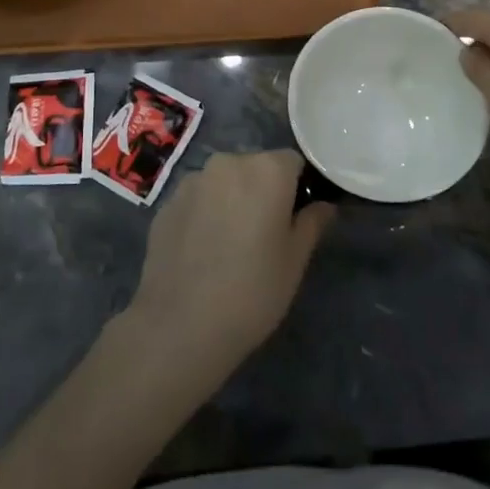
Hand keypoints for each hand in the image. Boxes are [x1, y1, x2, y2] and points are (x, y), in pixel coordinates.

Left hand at [124, 151, 333, 377]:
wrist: (179, 326)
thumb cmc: (252, 291)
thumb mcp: (295, 261)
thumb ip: (312, 223)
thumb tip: (323, 205)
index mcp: (267, 170)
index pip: (293, 162)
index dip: (299, 187)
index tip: (297, 217)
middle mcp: (228, 163)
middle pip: (255, 168)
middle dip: (263, 191)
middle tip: (265, 235)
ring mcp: (192, 181)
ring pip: (223, 183)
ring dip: (231, 201)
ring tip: (230, 246)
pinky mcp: (166, 204)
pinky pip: (197, 200)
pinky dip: (204, 215)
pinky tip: (203, 252)